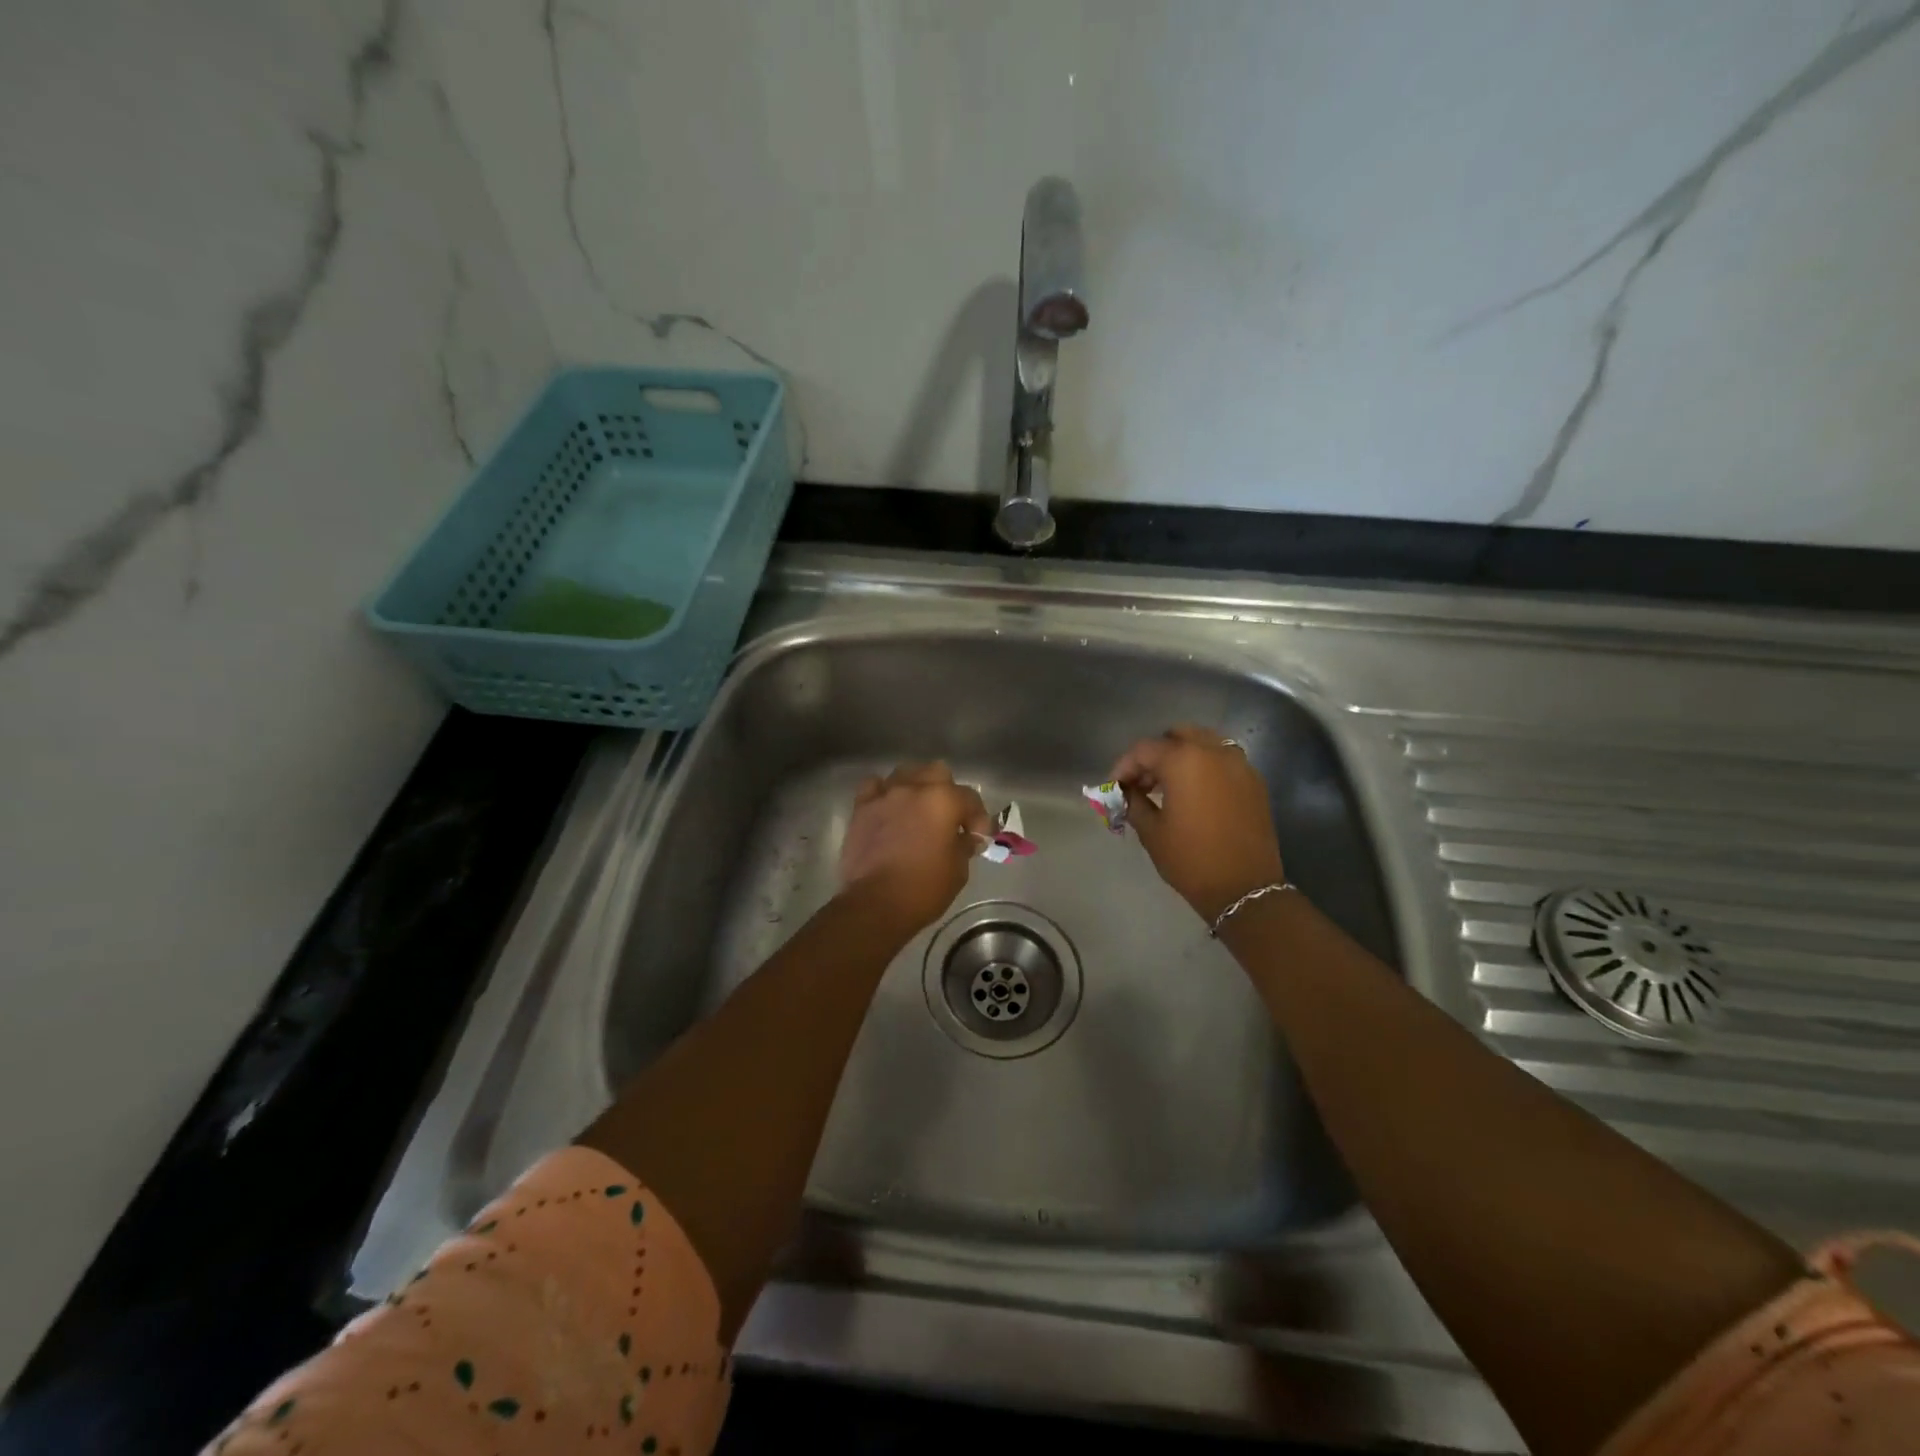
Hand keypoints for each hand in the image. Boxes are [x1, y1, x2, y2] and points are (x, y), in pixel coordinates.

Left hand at [838, 762, 992, 932]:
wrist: (875, 903)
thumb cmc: (923, 889)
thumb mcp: (958, 870)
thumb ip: (964, 846)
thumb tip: (967, 838)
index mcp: (943, 800)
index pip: (970, 798)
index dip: (979, 818)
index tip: (979, 838)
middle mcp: (914, 788)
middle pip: (937, 772)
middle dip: (947, 792)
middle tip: (948, 818)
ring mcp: (885, 795)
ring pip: (906, 773)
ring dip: (916, 788)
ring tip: (917, 810)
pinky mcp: (862, 807)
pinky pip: (875, 786)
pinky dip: (884, 793)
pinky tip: (888, 808)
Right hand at [1110, 725, 1286, 924]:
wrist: (1245, 888)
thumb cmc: (1190, 859)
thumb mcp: (1152, 831)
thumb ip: (1133, 802)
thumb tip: (1125, 792)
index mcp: (1184, 760)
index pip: (1144, 749)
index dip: (1124, 766)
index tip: (1115, 787)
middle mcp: (1214, 752)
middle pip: (1177, 736)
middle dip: (1156, 754)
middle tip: (1142, 782)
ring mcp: (1239, 764)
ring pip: (1204, 743)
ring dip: (1182, 757)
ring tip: (1167, 787)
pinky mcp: (1254, 781)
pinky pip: (1224, 760)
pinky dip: (1205, 767)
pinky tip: (1195, 794)